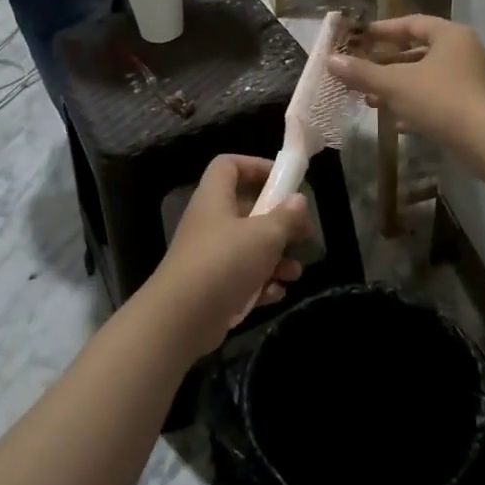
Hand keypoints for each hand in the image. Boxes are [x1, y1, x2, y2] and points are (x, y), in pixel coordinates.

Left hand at [143, 156, 312, 357]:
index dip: (256, 166)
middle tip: (304, 234)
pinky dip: (260, 284)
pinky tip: (275, 294)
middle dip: (279, 223)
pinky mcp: (212, 288)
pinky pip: (242, 278)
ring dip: (276, 259)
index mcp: (215, 199)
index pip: (229, 165)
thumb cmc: (224, 262)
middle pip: (247, 210)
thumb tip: (298, 200)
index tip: (284, 181)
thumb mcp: (264, 235)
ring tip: (295, 273)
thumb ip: (286, 217)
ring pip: (249, 248)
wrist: (180, 319)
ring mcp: (209, 257)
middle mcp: (210, 223)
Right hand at [328, 15, 484, 146]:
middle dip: (387, 64)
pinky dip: (416, 106)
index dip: (384, 30)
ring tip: (371, 100)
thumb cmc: (439, 99)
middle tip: (362, 70)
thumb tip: (330, 61)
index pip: (412, 23)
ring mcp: (469, 79)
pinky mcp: (470, 105)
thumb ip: (363, 73)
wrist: (483, 140)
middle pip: (418, 51)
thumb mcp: (395, 84)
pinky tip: (396, 123)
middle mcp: (463, 52)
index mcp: (450, 35)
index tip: (361, 38)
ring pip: (426, 77)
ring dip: (398, 87)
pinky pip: (437, 98)